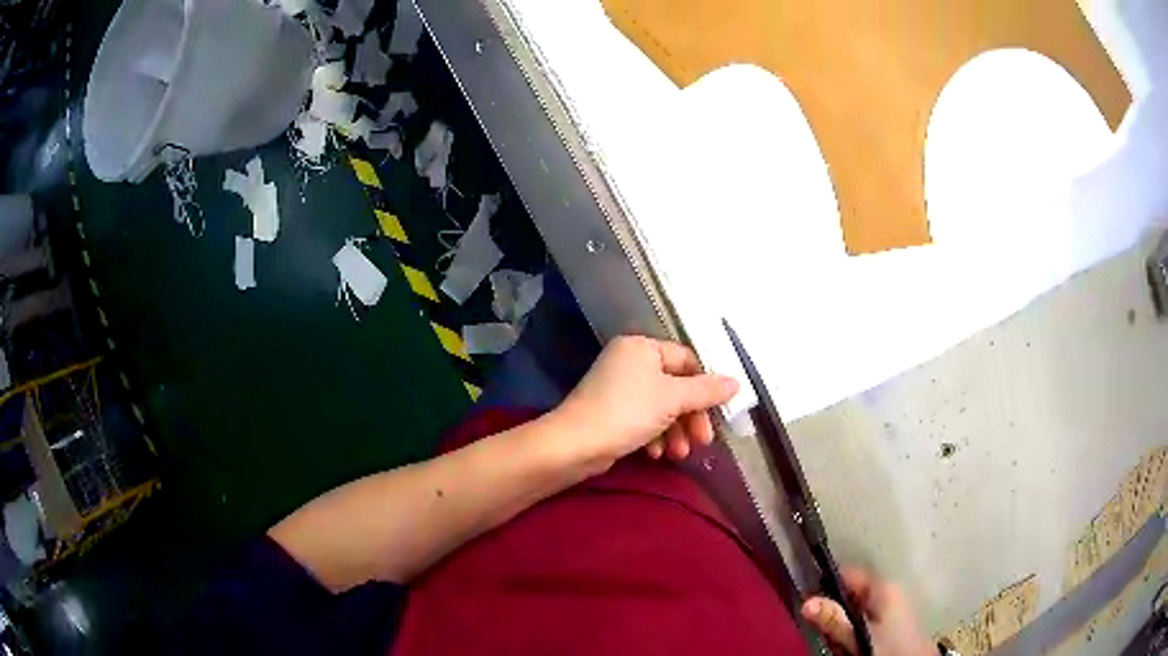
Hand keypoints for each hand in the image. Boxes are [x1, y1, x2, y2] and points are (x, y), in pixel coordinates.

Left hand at [554, 335, 738, 466]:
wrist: (575, 445)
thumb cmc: (627, 411)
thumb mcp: (673, 399)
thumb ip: (707, 390)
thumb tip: (736, 382)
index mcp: (642, 347)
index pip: (687, 361)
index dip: (706, 387)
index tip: (719, 412)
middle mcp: (630, 362)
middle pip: (675, 387)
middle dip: (691, 417)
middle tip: (704, 441)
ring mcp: (618, 388)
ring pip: (661, 407)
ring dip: (675, 431)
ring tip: (679, 454)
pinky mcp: (612, 413)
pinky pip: (643, 420)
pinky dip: (654, 436)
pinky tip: (656, 454)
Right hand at [802, 567, 935, 655]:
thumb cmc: (890, 647)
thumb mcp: (859, 636)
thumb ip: (835, 619)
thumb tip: (806, 601)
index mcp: (883, 586)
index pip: (848, 573)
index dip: (826, 584)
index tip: (808, 601)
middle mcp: (889, 591)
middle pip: (850, 594)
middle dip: (834, 612)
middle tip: (824, 631)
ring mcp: (892, 606)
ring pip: (855, 610)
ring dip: (843, 626)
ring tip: (840, 643)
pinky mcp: (893, 621)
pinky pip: (865, 620)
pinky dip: (854, 631)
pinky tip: (851, 645)